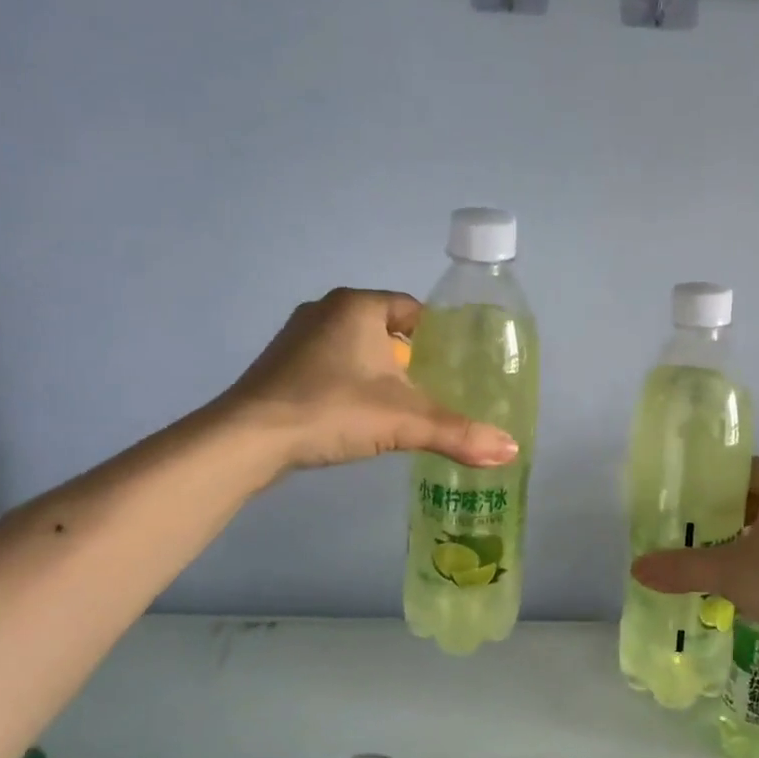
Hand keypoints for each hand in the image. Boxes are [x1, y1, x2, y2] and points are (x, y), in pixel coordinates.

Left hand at [224, 289, 517, 471]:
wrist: (247, 439)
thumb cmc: (332, 410)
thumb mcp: (404, 422)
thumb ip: (458, 433)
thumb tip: (511, 451)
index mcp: (357, 307)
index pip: (411, 309)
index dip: (436, 336)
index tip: (453, 366)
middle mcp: (325, 310)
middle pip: (384, 328)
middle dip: (407, 357)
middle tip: (431, 390)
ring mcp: (296, 337)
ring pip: (354, 347)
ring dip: (376, 371)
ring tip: (398, 406)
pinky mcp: (278, 366)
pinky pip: (328, 365)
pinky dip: (347, 383)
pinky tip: (354, 414)